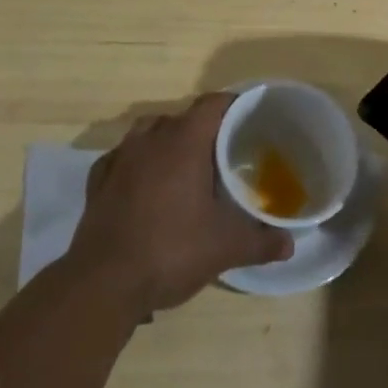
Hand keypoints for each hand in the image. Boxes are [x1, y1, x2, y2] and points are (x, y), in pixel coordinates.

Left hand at [68, 93, 292, 312]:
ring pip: (148, 133)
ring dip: (166, 142)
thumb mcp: (225, 248)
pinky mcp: (98, 180)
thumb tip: (290, 244)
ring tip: (184, 168)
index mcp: (184, 141)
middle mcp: (150, 139)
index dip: (233, 105)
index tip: (249, 119)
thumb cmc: (171, 251)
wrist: (103, 283)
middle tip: (222, 153)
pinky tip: (143, 186)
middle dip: (202, 129)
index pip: (213, 104)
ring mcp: (119, 157)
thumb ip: (261, 241)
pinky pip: (122, 158)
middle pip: (181, 118)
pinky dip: (136, 164)